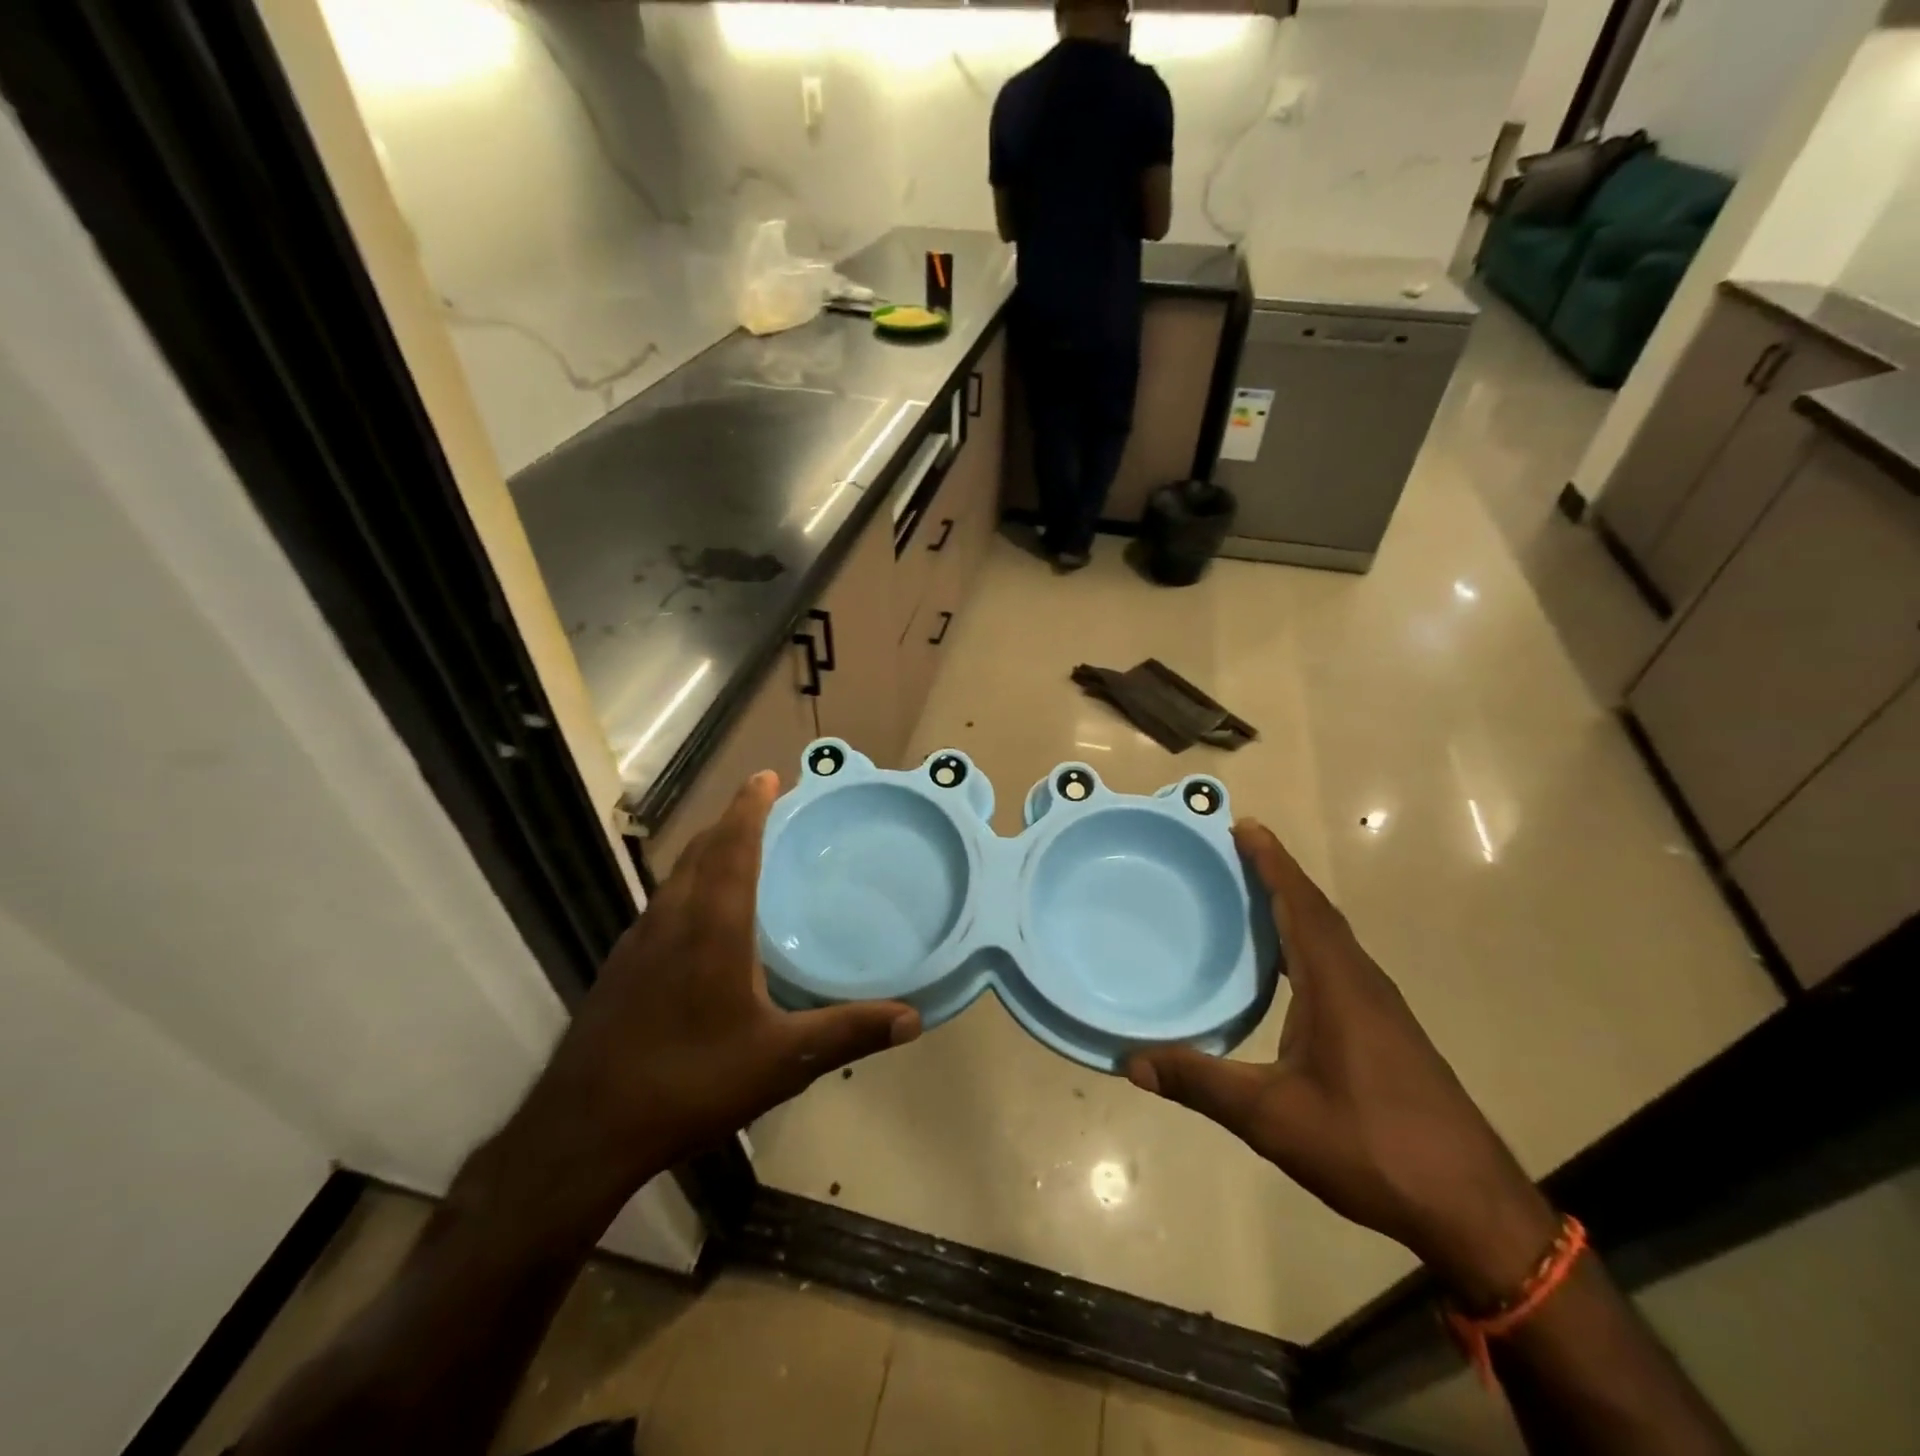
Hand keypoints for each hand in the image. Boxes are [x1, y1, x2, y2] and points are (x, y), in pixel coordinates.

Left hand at [503, 772, 920, 1221]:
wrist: (585, 1129)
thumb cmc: (690, 1081)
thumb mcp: (781, 1061)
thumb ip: (847, 1033)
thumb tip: (913, 1020)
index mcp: (712, 924)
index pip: (733, 845)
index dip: (750, 806)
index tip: (767, 775)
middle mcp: (672, 919)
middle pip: (701, 850)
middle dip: (730, 820)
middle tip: (762, 806)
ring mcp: (638, 941)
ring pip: (677, 876)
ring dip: (707, 851)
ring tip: (736, 850)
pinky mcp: (621, 967)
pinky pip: (662, 904)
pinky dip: (688, 885)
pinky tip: (700, 920)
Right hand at [1127, 821, 1557, 1305]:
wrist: (1472, 1208)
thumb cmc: (1370, 1146)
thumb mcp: (1272, 1118)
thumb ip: (1200, 1083)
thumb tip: (1131, 1061)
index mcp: (1336, 985)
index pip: (1301, 905)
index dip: (1273, 863)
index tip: (1245, 825)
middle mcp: (1361, 982)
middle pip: (1317, 911)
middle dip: (1278, 875)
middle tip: (1234, 850)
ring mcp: (1379, 1007)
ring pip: (1331, 937)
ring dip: (1294, 906)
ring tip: (1251, 894)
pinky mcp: (1387, 1031)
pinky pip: (1338, 962)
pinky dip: (1307, 940)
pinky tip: (1285, 965)